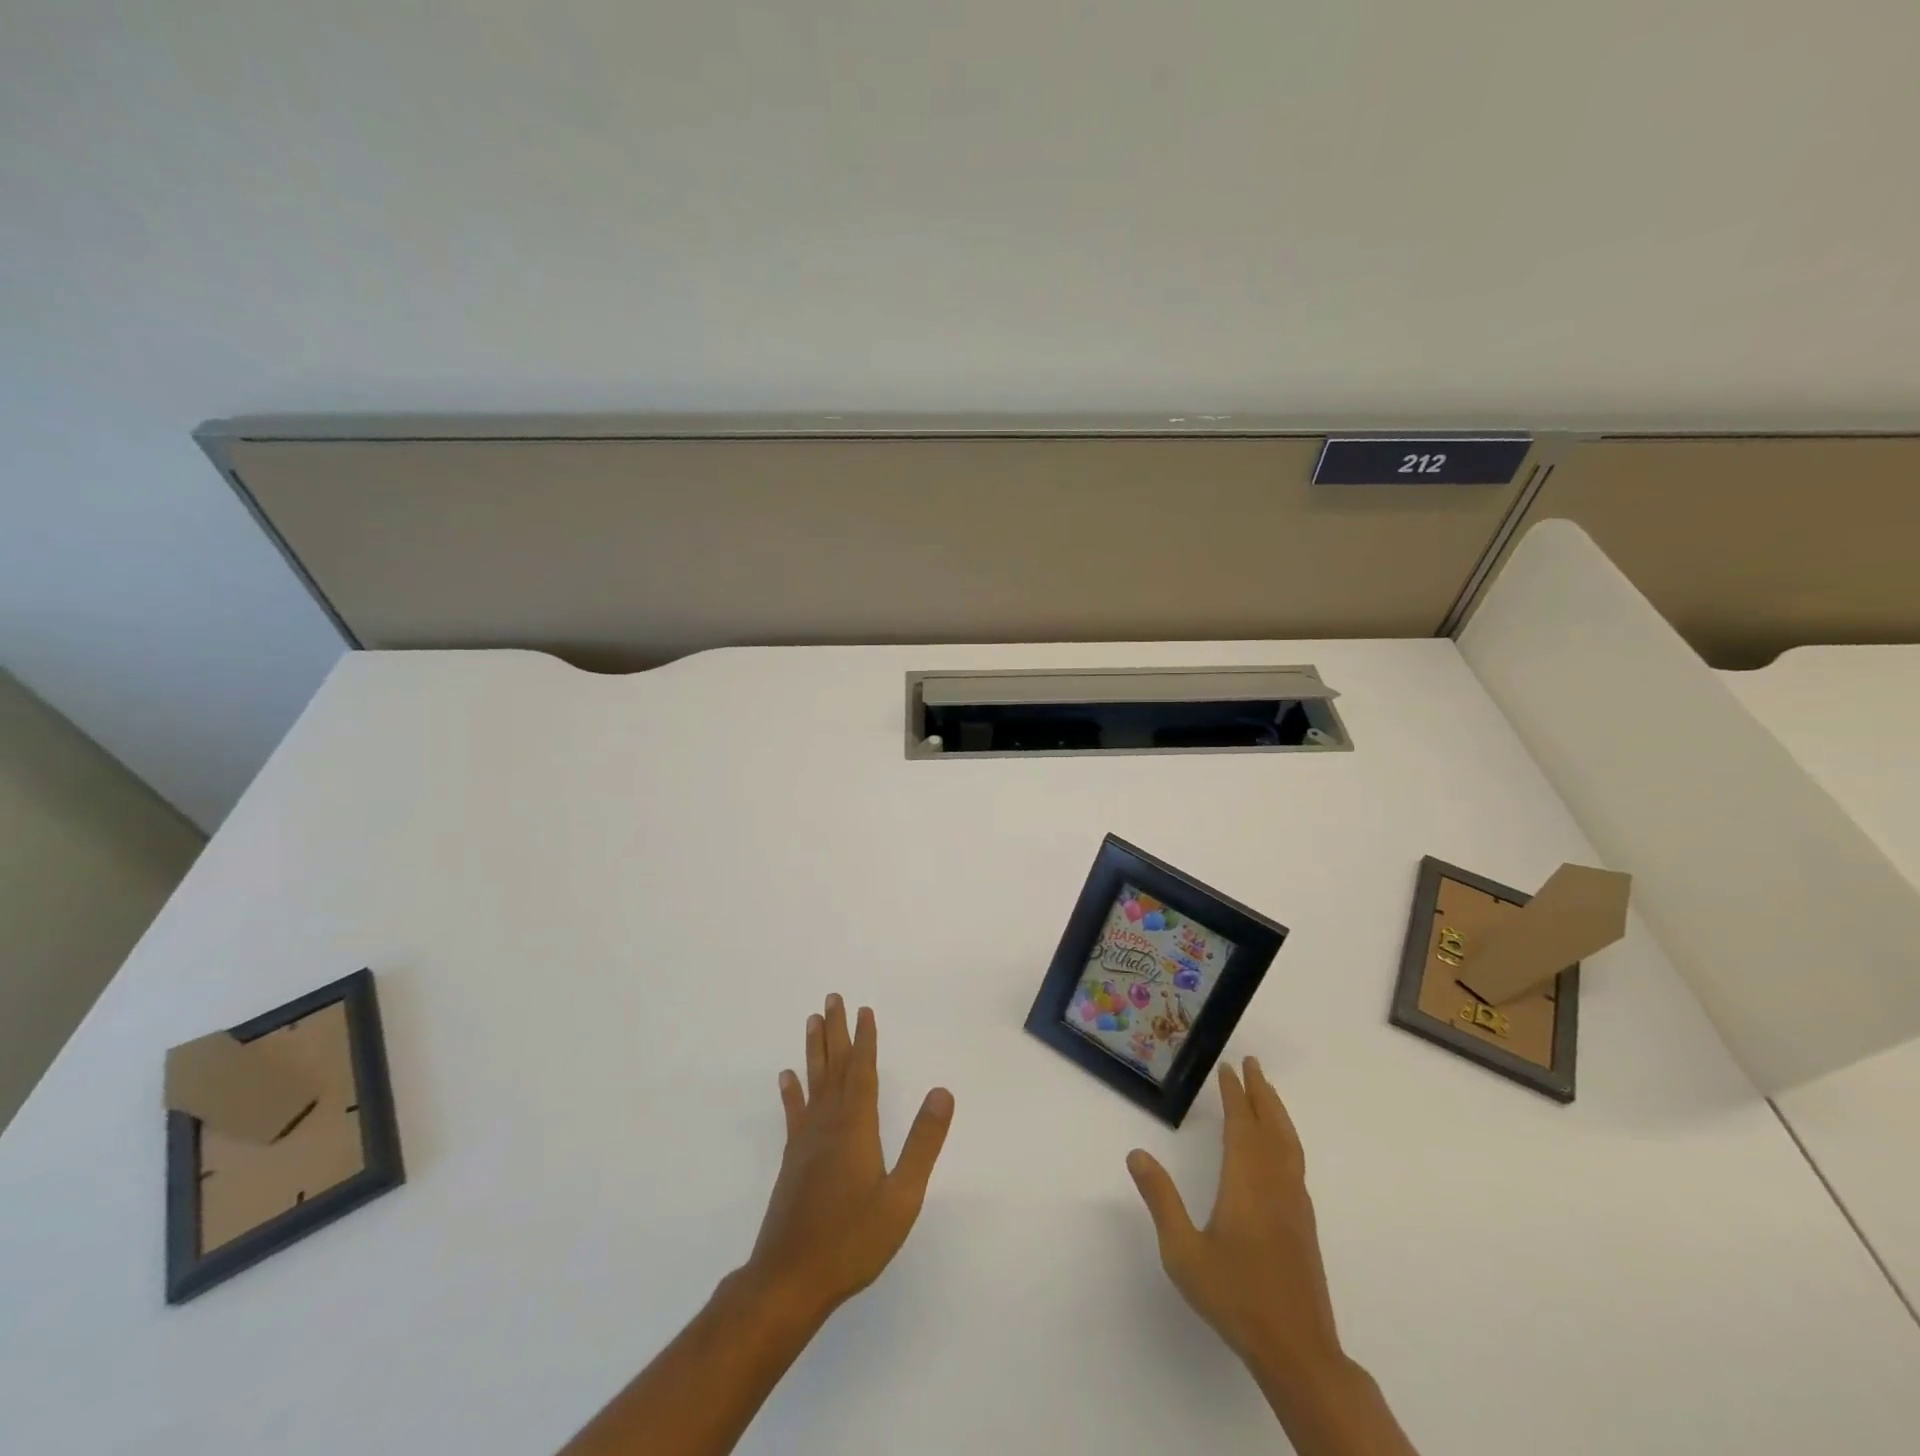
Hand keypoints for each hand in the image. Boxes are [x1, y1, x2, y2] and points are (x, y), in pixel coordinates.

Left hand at [744, 994, 954, 1323]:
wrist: (789, 1280)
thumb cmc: (852, 1240)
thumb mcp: (901, 1197)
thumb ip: (923, 1143)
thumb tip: (942, 1092)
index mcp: (856, 1127)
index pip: (863, 1072)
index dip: (865, 1040)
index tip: (864, 1010)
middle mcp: (828, 1124)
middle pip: (834, 1067)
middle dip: (835, 1031)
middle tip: (831, 998)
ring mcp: (806, 1141)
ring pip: (812, 1083)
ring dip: (814, 1050)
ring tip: (811, 1021)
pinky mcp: (792, 1161)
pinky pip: (794, 1113)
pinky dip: (792, 1092)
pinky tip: (786, 1078)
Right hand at [1126, 1057, 1339, 1368]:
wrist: (1297, 1351)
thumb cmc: (1236, 1297)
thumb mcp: (1183, 1252)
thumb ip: (1161, 1200)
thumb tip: (1136, 1153)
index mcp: (1247, 1183)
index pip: (1242, 1125)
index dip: (1234, 1095)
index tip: (1228, 1068)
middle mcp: (1275, 1185)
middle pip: (1271, 1127)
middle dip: (1261, 1093)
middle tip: (1252, 1064)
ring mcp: (1295, 1205)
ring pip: (1289, 1144)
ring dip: (1277, 1113)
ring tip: (1267, 1093)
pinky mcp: (1304, 1225)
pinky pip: (1295, 1163)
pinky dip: (1286, 1139)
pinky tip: (1279, 1150)